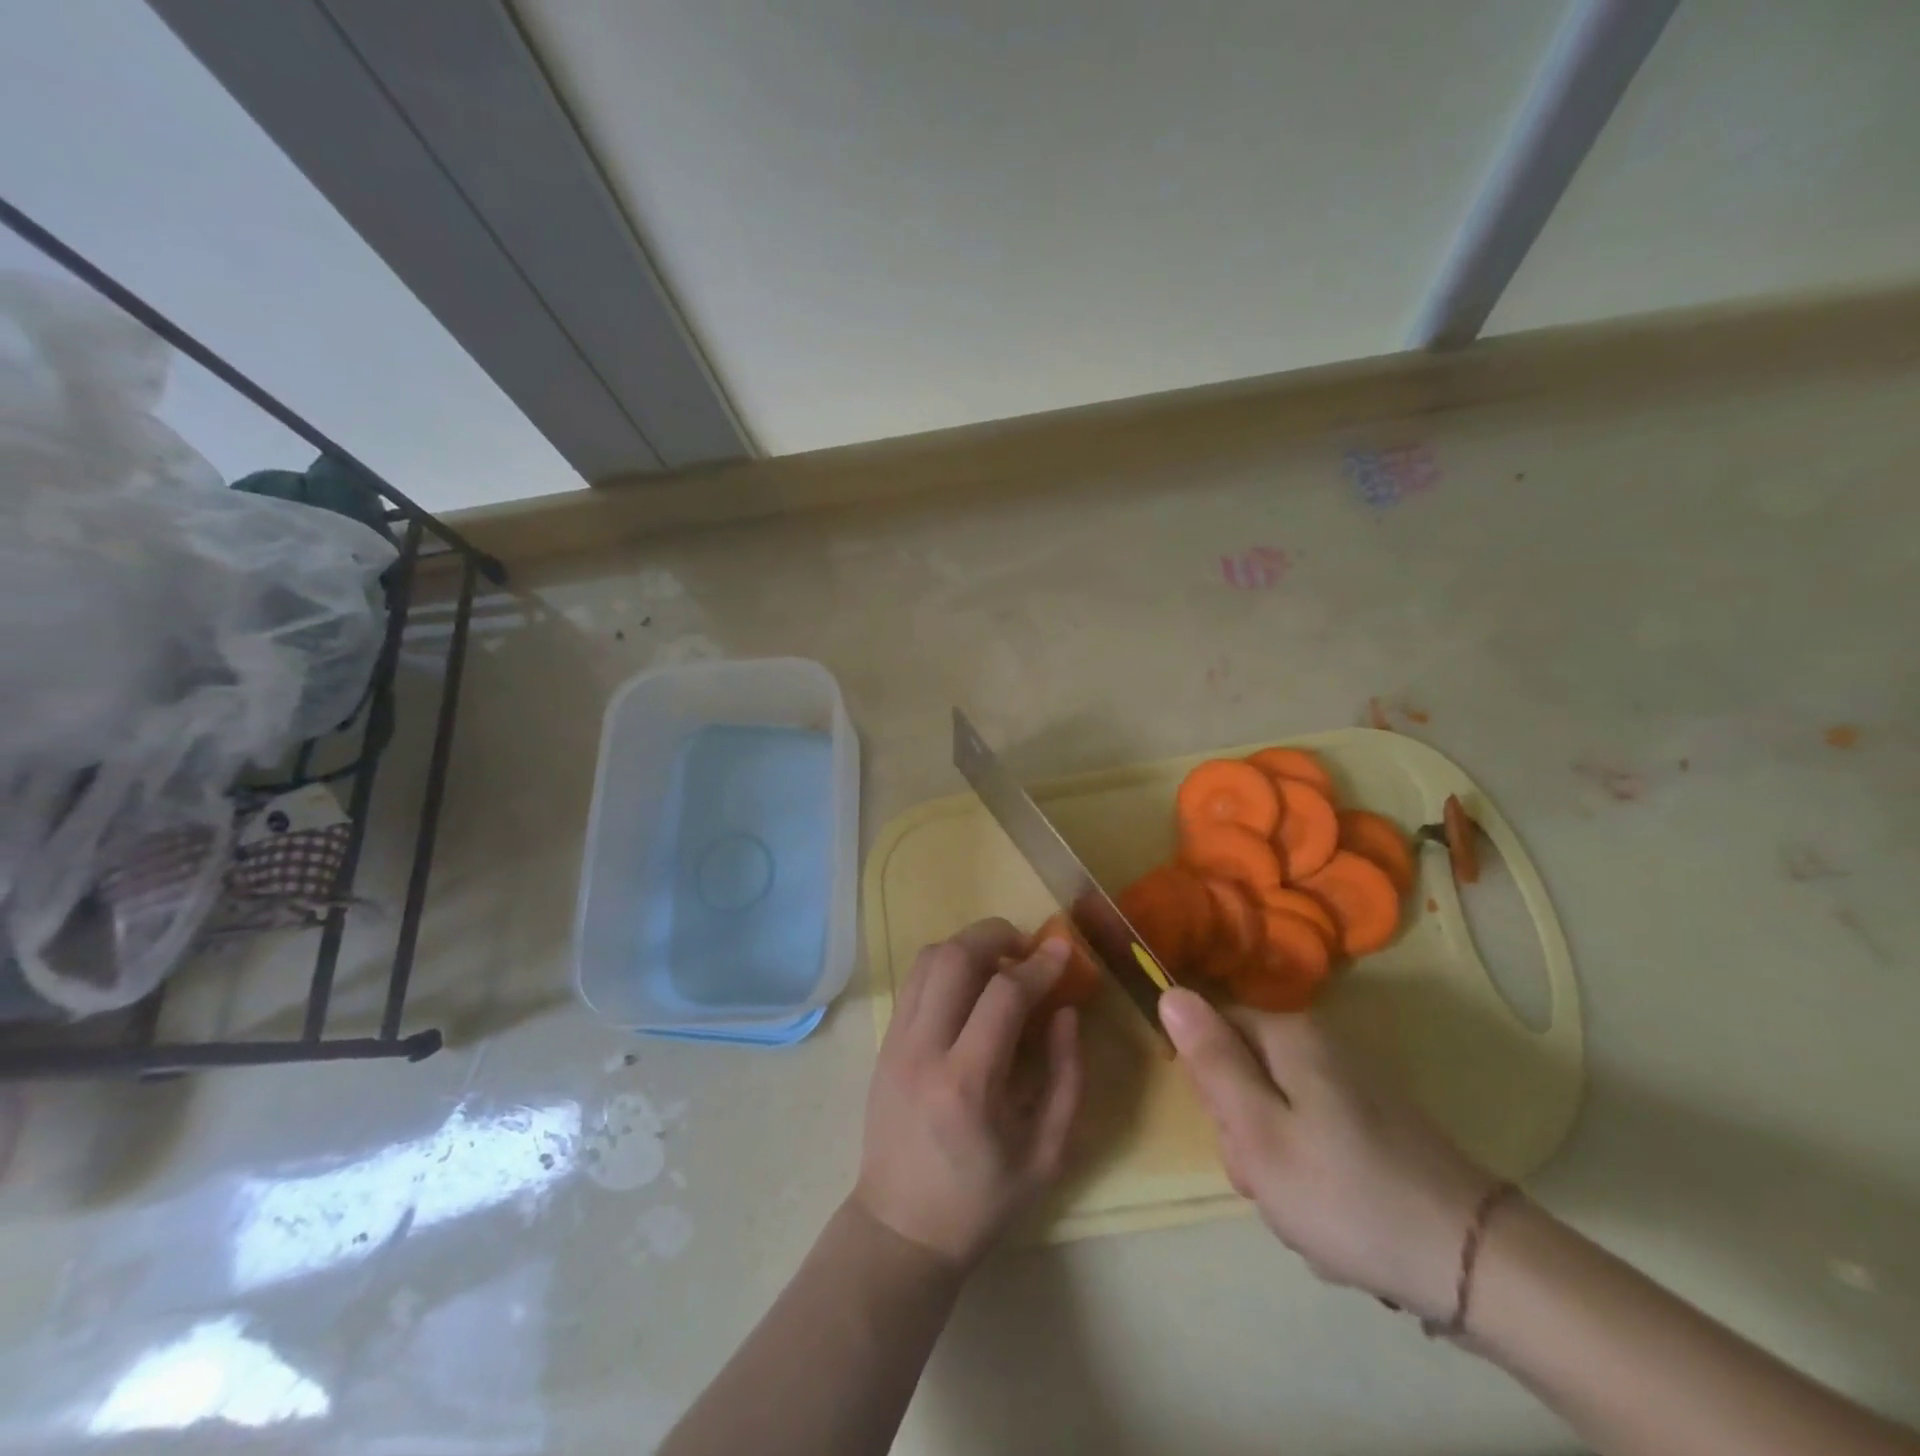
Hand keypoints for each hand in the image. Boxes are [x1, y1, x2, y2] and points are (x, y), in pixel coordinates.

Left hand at [854, 918, 1084, 1268]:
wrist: (901, 1229)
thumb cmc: (982, 1200)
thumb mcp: (1047, 1154)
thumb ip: (1067, 1077)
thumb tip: (1066, 1011)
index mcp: (967, 1084)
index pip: (1003, 995)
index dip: (1039, 964)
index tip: (1064, 951)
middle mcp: (923, 1050)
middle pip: (954, 957)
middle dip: (996, 936)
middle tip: (1028, 948)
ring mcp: (895, 1043)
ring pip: (927, 959)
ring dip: (968, 945)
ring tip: (1000, 962)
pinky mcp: (883, 1043)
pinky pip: (915, 980)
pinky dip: (946, 964)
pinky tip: (971, 984)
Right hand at [1159, 987, 1497, 1319]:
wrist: (1476, 1264)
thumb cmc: (1346, 1194)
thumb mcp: (1258, 1132)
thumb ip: (1211, 1061)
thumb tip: (1171, 992)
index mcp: (1289, 1037)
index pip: (1212, 1031)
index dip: (1210, 1086)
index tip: (1235, 1136)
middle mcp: (1320, 1047)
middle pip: (1245, 1074)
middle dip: (1245, 1134)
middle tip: (1271, 1180)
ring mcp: (1352, 1086)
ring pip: (1277, 1114)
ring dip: (1276, 1165)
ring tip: (1305, 1210)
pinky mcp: (1375, 1124)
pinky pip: (1314, 1139)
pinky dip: (1312, 1178)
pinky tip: (1335, 1219)